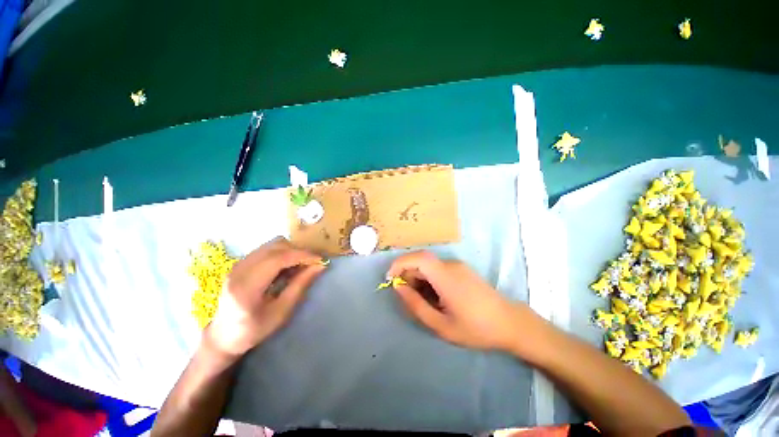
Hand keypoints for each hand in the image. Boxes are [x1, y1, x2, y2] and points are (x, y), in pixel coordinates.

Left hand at [204, 237, 325, 357]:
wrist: (223, 336)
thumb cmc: (254, 329)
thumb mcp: (281, 312)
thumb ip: (300, 285)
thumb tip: (319, 266)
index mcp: (247, 287)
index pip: (278, 259)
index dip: (302, 255)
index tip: (320, 259)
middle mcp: (240, 270)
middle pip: (276, 247)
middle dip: (298, 252)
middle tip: (312, 263)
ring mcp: (238, 264)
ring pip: (272, 244)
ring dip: (291, 251)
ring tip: (300, 265)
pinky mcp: (241, 262)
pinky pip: (267, 249)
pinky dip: (282, 253)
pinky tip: (287, 267)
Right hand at [388, 251, 532, 350]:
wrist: (509, 323)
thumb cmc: (475, 328)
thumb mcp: (441, 325)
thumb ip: (416, 305)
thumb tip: (398, 287)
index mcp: (446, 277)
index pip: (418, 258)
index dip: (400, 263)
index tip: (390, 278)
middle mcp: (451, 265)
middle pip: (421, 260)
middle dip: (407, 273)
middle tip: (405, 294)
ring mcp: (457, 266)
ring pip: (429, 264)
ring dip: (417, 276)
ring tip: (420, 298)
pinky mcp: (461, 269)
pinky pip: (438, 268)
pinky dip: (428, 277)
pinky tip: (433, 295)